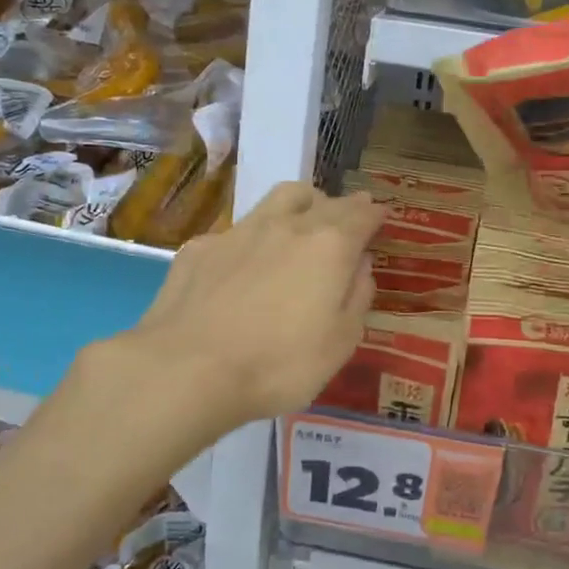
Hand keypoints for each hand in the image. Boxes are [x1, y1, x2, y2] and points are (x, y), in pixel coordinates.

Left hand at [93, 182, 381, 442]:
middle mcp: (287, 226)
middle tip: (349, 214)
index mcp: (329, 247)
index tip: (380, 214)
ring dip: (301, 202)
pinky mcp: (201, 247)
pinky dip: (255, 235)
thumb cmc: (278, 365)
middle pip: (322, 201)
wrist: (187, 369)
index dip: (374, 214)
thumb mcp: (340, 344)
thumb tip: (360, 265)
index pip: (360, 216)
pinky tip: (247, 259)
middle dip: (342, 205)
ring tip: (305, 215)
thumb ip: (357, 297)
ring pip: (280, 198)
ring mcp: (239, 232)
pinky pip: (238, 229)